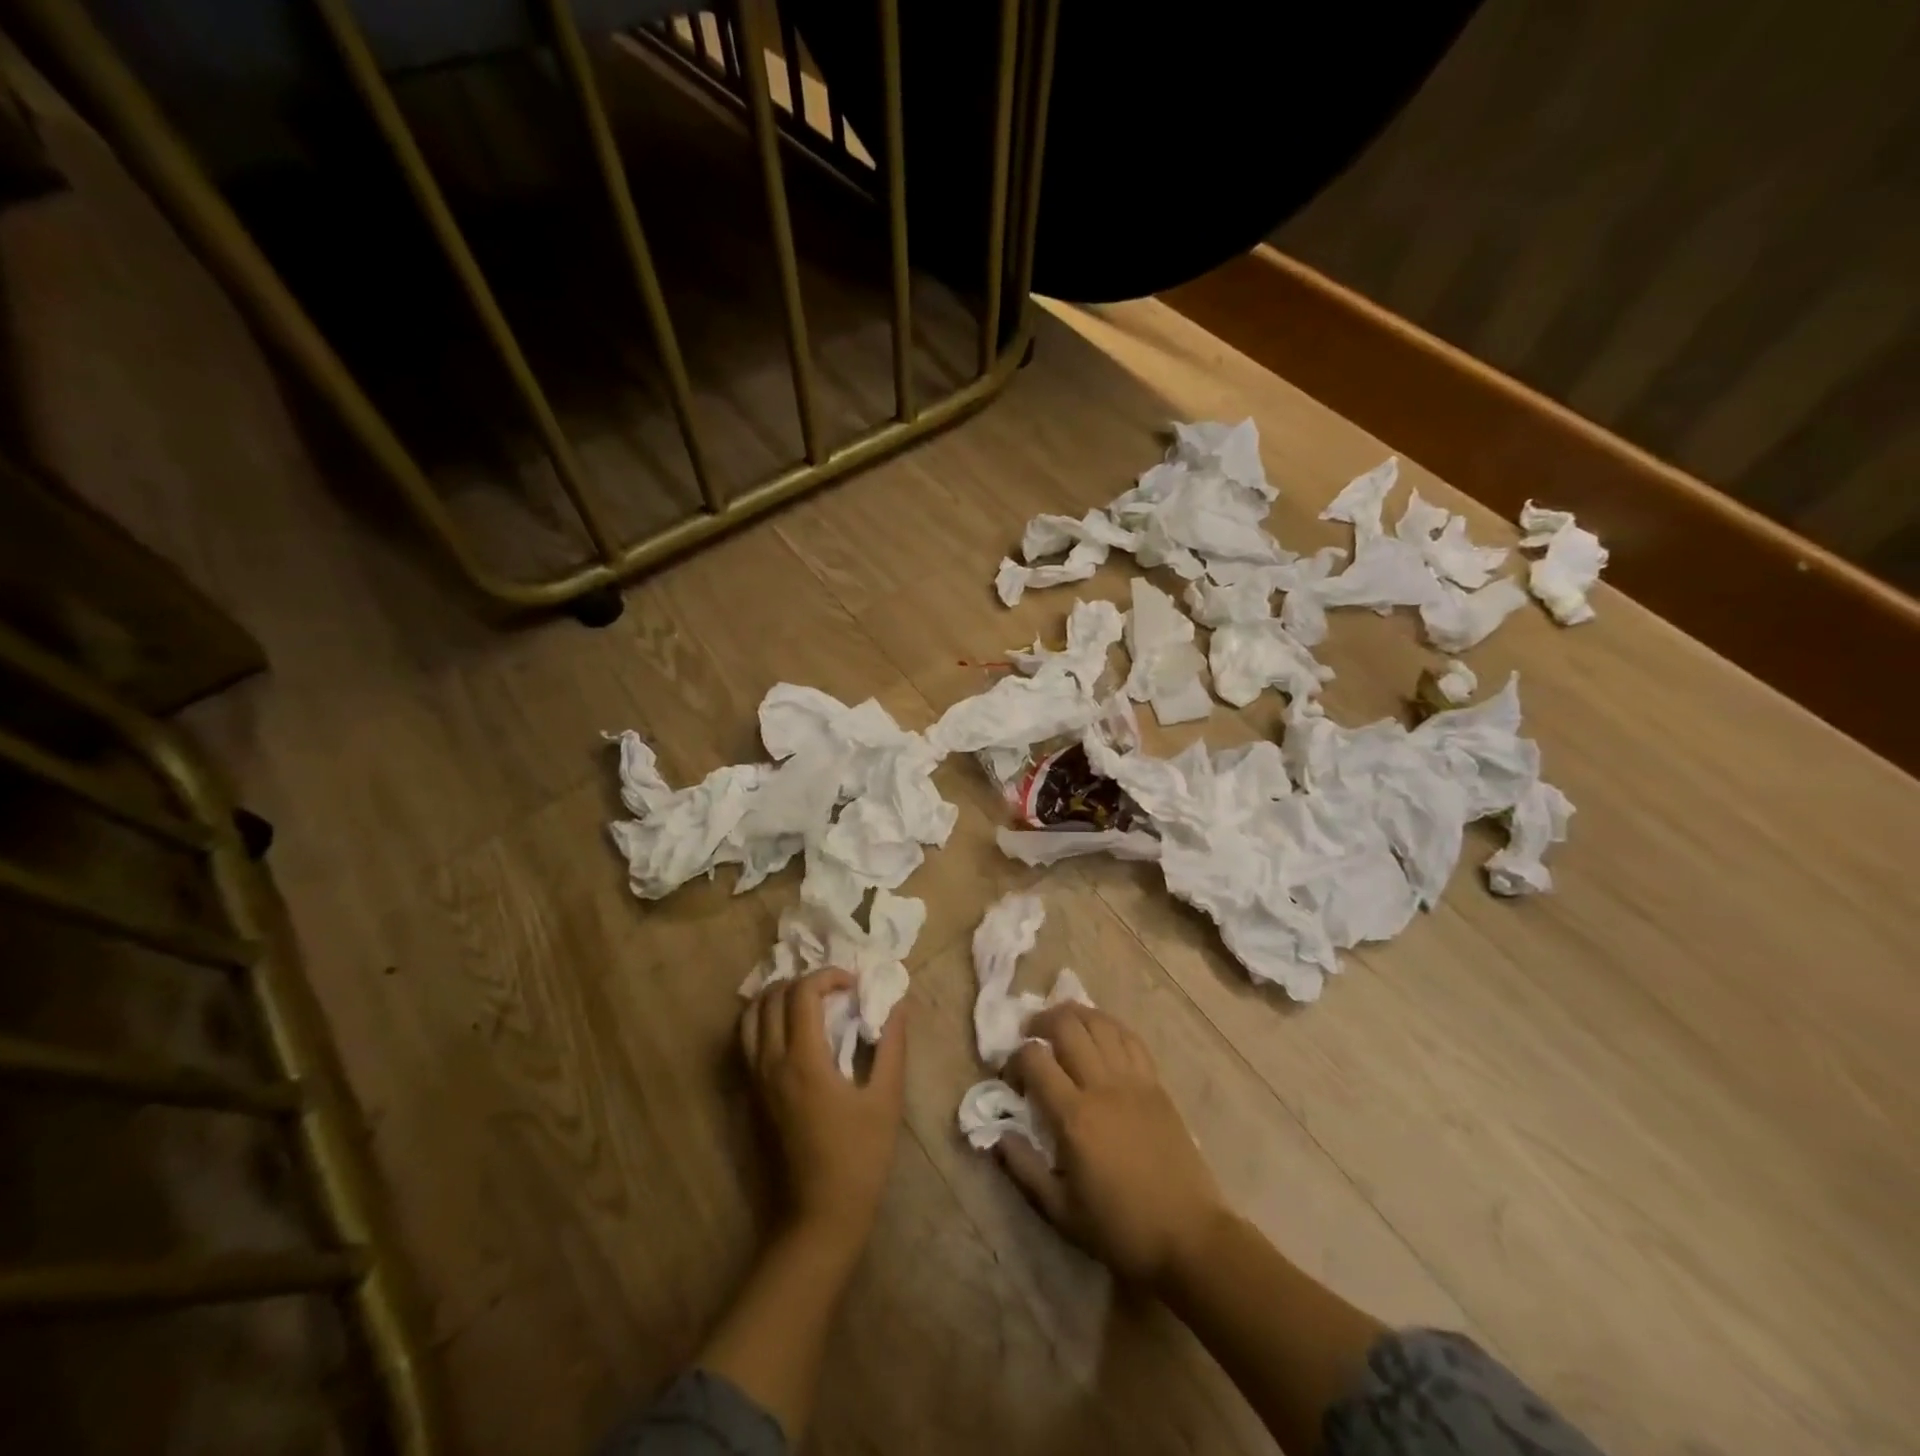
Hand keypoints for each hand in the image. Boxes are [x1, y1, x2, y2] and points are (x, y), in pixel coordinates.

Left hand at [739, 970, 906, 1249]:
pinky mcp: (751, 1096)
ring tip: (809, 1003)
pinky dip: (764, 1020)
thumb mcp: (886, 1099)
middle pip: (771, 997)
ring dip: (777, 997)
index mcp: (803, 1060)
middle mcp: (771, 1063)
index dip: (829, 976)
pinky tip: (792, 1031)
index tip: (855, 985)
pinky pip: (746, 1041)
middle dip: (803, 981)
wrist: (818, 1217)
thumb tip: (897, 1005)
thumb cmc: (859, 1158)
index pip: (802, 992)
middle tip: (834, 991)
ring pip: (750, 1016)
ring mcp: (755, 1080)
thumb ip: (891, 1046)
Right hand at [1000, 1004, 1227, 1286]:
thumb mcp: (1061, 1212)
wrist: (1189, 1236)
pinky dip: (1108, 1026)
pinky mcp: (1156, 1083)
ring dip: (1074, 1015)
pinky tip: (1099, 1034)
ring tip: (1061, 1027)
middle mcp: (1102, 1086)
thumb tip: (997, 1134)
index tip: (1012, 1079)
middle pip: (1067, 1026)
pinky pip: (1130, 1038)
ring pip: (1099, 1022)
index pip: (1034, 1059)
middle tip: (1031, 1037)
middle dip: (1040, 1022)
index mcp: (1074, 1117)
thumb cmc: (1121, 1229)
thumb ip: (1024, 1169)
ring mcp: (1133, 1080)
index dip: (1014, 1059)